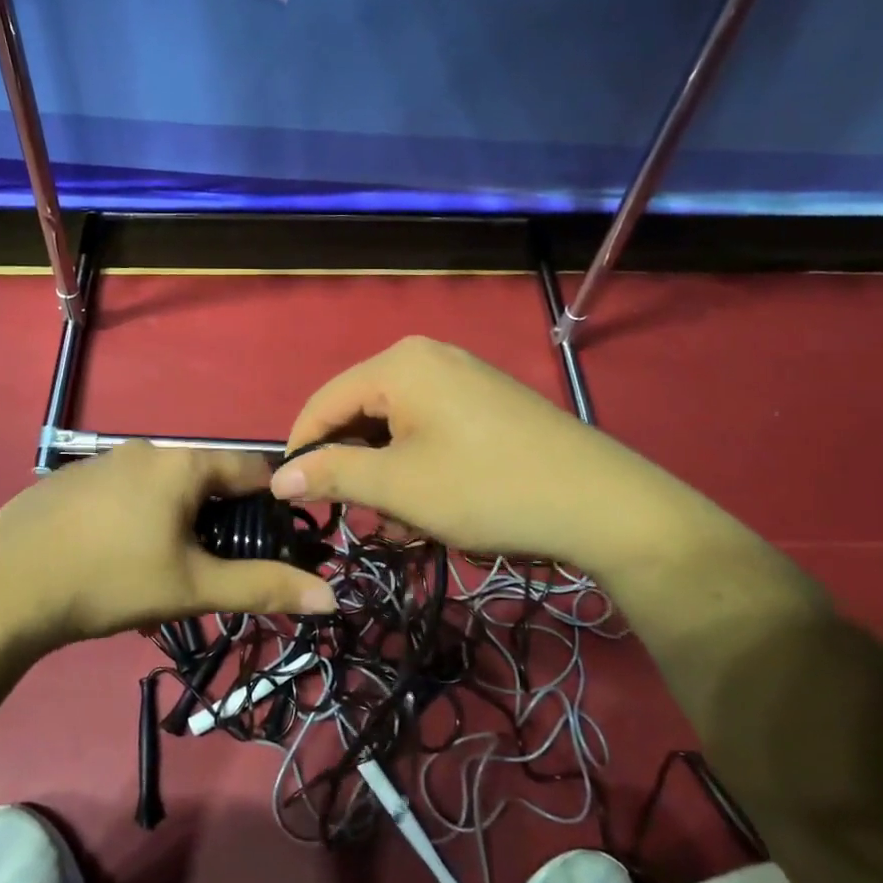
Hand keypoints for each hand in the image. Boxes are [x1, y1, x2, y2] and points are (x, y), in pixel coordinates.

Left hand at [0, 443, 335, 645]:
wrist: (5, 589)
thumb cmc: (112, 580)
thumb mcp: (193, 588)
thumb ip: (263, 587)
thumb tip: (331, 596)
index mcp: (182, 463)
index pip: (251, 468)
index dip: (271, 504)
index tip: (273, 542)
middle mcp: (146, 450)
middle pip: (204, 482)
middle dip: (217, 526)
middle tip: (210, 573)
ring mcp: (103, 461)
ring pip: (162, 492)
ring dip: (175, 529)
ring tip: (160, 581)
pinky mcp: (70, 481)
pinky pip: (123, 497)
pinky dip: (135, 524)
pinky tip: (113, 566)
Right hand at [270, 337, 717, 574]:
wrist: (603, 504)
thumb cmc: (486, 489)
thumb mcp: (398, 486)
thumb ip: (332, 475)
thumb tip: (279, 478)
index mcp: (399, 364)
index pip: (324, 401)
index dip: (301, 450)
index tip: (289, 497)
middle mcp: (427, 358)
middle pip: (361, 412)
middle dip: (352, 467)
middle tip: (355, 517)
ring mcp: (462, 377)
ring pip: (396, 426)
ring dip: (386, 475)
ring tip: (400, 525)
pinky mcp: (486, 402)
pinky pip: (430, 429)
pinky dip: (418, 466)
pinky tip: (430, 509)